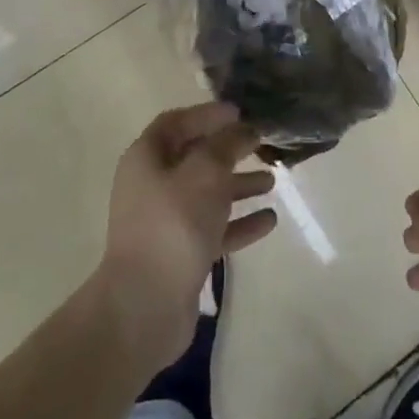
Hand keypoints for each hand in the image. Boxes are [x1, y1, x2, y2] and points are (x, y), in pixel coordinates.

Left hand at [96, 103, 277, 370]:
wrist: (145, 305)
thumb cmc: (174, 224)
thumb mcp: (205, 172)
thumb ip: (227, 145)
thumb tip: (244, 129)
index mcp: (147, 159)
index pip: (176, 122)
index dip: (207, 114)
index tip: (240, 113)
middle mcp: (152, 186)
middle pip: (193, 158)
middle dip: (228, 150)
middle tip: (261, 144)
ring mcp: (165, 222)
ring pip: (207, 194)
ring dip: (238, 185)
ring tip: (273, 180)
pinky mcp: (180, 255)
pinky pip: (214, 229)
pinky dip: (239, 223)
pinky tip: (270, 221)